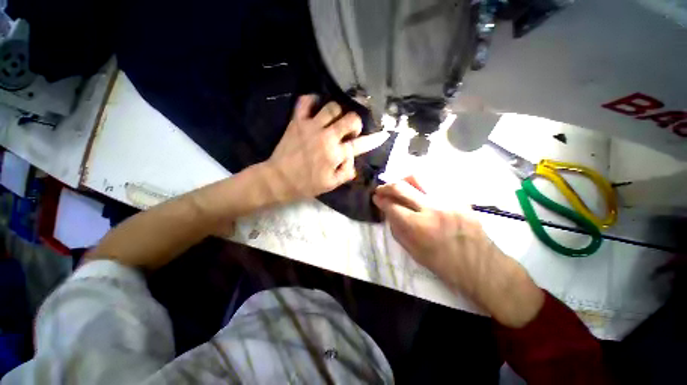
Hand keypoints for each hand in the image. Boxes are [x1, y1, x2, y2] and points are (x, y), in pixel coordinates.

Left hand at [265, 95, 389, 201]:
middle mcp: (327, 136)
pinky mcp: (297, 121)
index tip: (383, 134)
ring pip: (332, 106)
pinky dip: (313, 100)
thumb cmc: (306, 184)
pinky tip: (317, 106)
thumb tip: (352, 158)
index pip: (360, 144)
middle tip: (350, 130)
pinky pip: (305, 101)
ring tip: (335, 119)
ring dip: (338, 112)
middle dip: (355, 123)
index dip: (373, 139)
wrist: (279, 179)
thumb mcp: (331, 184)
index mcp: (336, 154)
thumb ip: (346, 172)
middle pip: (350, 118)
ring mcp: (311, 126)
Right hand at [373, 177, 543, 327]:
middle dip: (387, 186)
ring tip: (399, 186)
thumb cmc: (443, 264)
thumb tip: (388, 212)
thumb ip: (397, 229)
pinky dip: (421, 184)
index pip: (392, 206)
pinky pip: (435, 183)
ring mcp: (447, 200)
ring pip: (418, 178)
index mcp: (419, 227)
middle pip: (402, 187)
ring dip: (403, 180)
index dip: (380, 201)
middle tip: (381, 189)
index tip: (376, 198)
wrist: (480, 265)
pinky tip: (418, 190)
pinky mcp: (458, 197)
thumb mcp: (413, 252)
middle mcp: (432, 208)